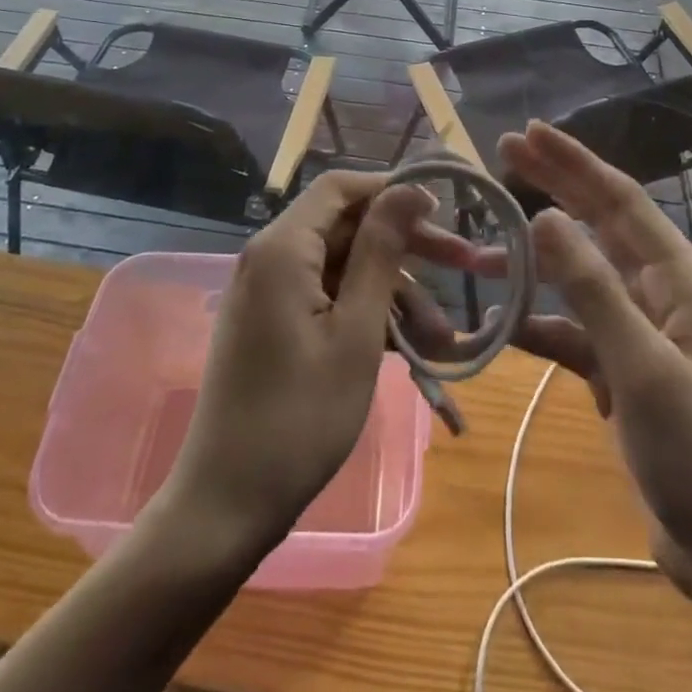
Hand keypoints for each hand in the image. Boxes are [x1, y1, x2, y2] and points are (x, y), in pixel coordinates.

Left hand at [155, 171, 465, 555]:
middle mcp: (271, 256)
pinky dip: (366, 315)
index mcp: (283, 247)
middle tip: (465, 266)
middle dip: (406, 248)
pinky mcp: (274, 322)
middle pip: (347, 227)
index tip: (441, 213)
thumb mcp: (356, 331)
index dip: (392, 191)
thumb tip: (407, 189)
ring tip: (443, 339)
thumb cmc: (300, 417)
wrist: (226, 505)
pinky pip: (328, 298)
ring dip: (394, 294)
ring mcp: (270, 291)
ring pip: (344, 268)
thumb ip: (381, 252)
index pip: (342, 187)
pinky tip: (410, 349)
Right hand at [497, 122, 691, 581]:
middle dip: (554, 186)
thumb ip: (592, 288)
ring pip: (581, 275)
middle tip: (505, 150)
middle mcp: (664, 290)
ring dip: (537, 260)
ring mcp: (644, 328)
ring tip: (487, 242)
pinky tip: (504, 323)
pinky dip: (543, 322)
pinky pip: (576, 328)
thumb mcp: (641, 366)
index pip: (619, 199)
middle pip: (600, 223)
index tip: (529, 133)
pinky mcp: (625, 365)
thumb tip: (546, 217)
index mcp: (682, 277)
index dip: (573, 162)